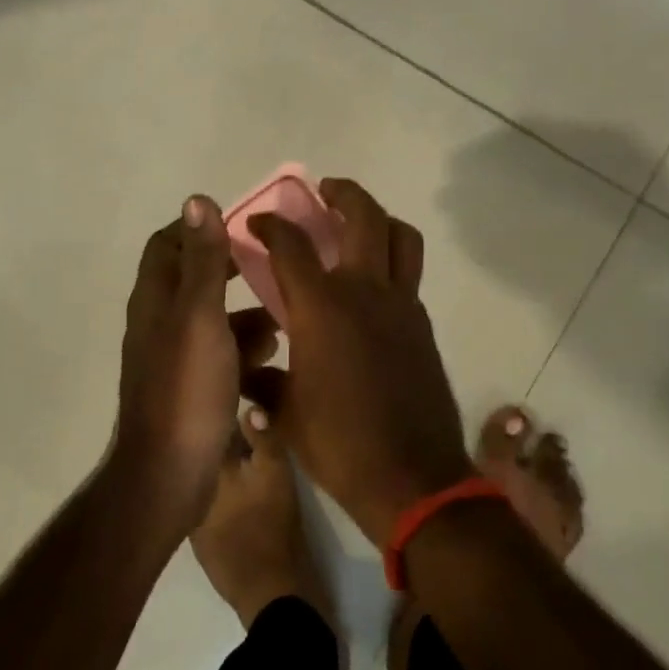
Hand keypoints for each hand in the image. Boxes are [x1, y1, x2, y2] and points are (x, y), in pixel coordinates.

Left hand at [110, 196, 274, 539]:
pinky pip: (219, 351)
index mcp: (156, 299)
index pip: (168, 243)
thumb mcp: (200, 316)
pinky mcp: (190, 386)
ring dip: (244, 310)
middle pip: (193, 277)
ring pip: (212, 316)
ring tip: (284, 313)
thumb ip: (202, 260)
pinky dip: (243, 344)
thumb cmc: (186, 389)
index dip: (200, 227)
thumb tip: (197, 199)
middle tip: (270, 264)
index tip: (240, 225)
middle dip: (231, 268)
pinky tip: (273, 353)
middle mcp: (159, 321)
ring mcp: (173, 356)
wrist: (167, 478)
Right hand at [243, 179, 474, 546]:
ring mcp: (401, 304)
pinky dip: (391, 260)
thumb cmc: (340, 446)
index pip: (291, 245)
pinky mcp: (421, 323)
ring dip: (378, 217)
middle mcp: (364, 291)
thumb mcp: (286, 415)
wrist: (413, 478)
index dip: (271, 225)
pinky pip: (409, 274)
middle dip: (342, 193)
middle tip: (324, 190)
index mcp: (322, 307)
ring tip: (358, 223)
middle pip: (362, 216)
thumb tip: (247, 371)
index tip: (257, 222)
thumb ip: (263, 382)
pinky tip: (372, 285)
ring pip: (400, 236)